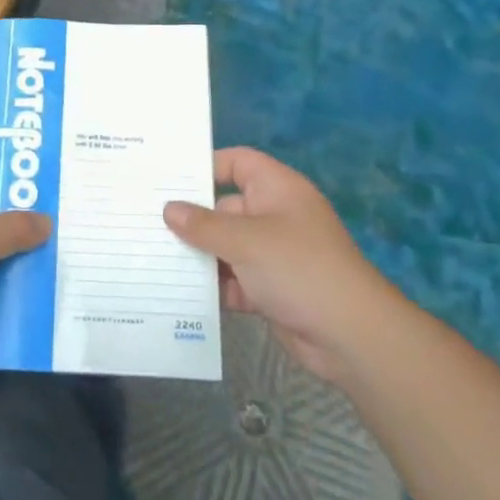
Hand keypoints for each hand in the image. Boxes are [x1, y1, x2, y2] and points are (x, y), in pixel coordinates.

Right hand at [164, 147, 392, 384]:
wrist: (351, 336)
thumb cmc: (298, 269)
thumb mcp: (246, 241)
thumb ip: (204, 225)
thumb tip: (170, 209)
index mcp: (277, 189)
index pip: (238, 163)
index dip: (206, 166)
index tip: (169, 179)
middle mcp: (275, 216)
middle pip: (226, 208)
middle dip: (192, 219)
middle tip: (147, 223)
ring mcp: (275, 255)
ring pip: (228, 247)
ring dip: (200, 256)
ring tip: (154, 258)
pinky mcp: (272, 290)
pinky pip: (235, 280)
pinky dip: (214, 287)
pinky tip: (179, 293)